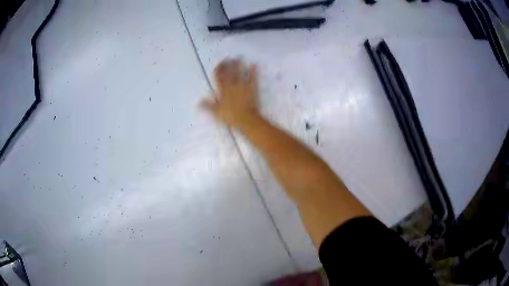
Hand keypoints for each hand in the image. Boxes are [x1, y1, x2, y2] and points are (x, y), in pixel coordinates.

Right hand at [201, 58, 258, 128]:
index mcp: (222, 90)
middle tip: (227, 58)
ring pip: (239, 73)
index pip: (218, 77)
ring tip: (238, 58)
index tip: (218, 64)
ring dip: (238, 65)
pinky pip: (252, 78)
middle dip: (227, 65)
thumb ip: (207, 106)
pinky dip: (253, 71)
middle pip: (229, 73)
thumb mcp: (216, 112)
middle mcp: (232, 86)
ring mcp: (242, 86)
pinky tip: (254, 65)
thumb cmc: (230, 116)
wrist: (246, 119)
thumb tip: (198, 102)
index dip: (218, 70)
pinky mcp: (252, 88)